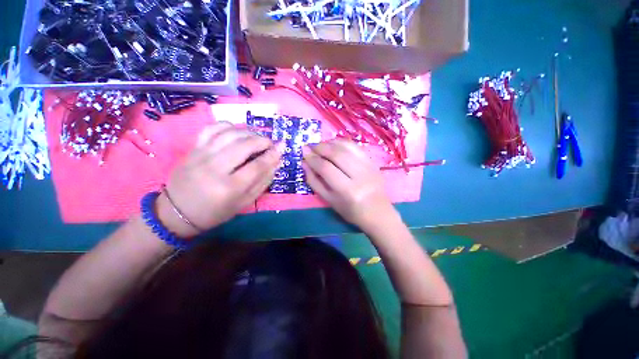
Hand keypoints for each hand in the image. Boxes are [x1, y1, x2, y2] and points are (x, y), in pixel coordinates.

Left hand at [156, 122, 280, 236]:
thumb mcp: (245, 202)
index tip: (282, 147)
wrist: (178, 211)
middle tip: (270, 143)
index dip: (272, 154)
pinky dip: (228, 126)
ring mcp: (201, 155)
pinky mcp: (193, 148)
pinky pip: (212, 128)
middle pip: (244, 145)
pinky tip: (237, 131)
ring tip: (257, 137)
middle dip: (262, 140)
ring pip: (229, 133)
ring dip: (248, 131)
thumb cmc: (216, 211)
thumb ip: (263, 181)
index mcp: (230, 188)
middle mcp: (215, 168)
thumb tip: (276, 161)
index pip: (257, 166)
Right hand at [302, 139, 397, 232]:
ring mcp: (368, 166)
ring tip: (321, 145)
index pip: (326, 168)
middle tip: (310, 146)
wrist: (377, 212)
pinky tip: (334, 144)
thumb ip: (314, 181)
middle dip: (320, 147)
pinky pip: (355, 146)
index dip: (313, 158)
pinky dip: (342, 142)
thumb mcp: (329, 200)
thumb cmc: (350, 210)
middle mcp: (359, 176)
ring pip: (346, 147)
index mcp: (347, 191)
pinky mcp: (373, 162)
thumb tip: (305, 162)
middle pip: (337, 154)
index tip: (304, 152)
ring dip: (330, 143)